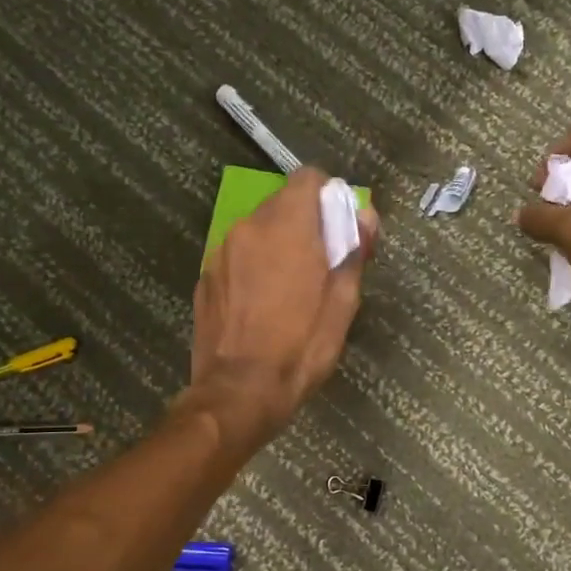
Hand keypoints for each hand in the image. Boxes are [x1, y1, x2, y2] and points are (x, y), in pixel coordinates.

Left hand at [188, 168, 377, 448]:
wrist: (239, 391)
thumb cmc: (300, 348)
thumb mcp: (342, 304)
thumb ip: (355, 251)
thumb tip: (365, 215)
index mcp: (287, 226)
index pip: (309, 179)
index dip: (328, 197)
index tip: (338, 228)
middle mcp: (248, 228)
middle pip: (282, 205)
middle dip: (304, 225)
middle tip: (320, 266)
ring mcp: (221, 252)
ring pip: (257, 232)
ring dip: (276, 247)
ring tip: (289, 291)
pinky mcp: (205, 278)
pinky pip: (236, 258)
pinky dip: (252, 269)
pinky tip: (260, 307)